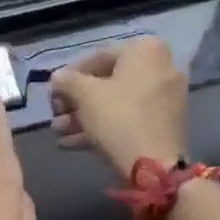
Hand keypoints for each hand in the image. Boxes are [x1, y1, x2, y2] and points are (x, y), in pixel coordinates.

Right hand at [49, 36, 189, 180]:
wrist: (156, 169)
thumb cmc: (119, 118)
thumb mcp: (85, 94)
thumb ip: (67, 80)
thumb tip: (58, 78)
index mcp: (146, 50)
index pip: (98, 56)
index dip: (70, 74)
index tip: (54, 91)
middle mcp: (161, 67)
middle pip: (108, 81)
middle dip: (77, 100)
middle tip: (55, 114)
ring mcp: (165, 98)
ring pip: (117, 102)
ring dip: (85, 116)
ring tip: (58, 132)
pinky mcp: (164, 125)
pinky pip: (129, 118)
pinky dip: (104, 126)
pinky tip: (72, 142)